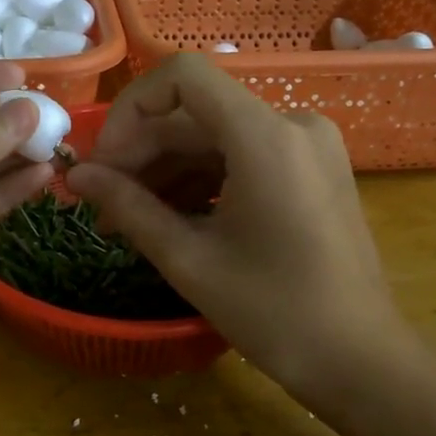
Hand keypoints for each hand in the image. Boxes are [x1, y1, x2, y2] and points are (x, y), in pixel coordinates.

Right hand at [66, 54, 412, 404]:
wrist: (359, 359)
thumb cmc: (273, 312)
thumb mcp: (188, 259)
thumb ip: (128, 206)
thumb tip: (76, 176)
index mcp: (265, 136)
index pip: (183, 76)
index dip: (131, 110)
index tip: (104, 163)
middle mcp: (292, 124)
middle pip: (195, 114)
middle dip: (141, 154)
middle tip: (100, 203)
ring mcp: (307, 145)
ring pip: (215, 138)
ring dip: (166, 171)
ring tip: (127, 220)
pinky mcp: (311, 169)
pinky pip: (242, 157)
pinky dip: (201, 180)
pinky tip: (170, 218)